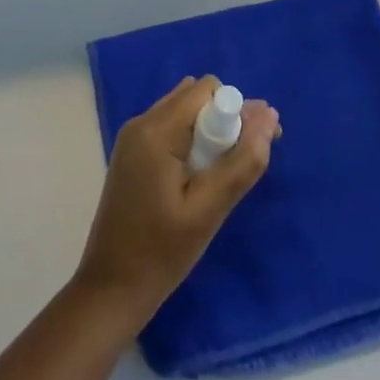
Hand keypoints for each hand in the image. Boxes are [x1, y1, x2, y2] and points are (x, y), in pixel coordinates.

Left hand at [75, 75, 280, 327]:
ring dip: (212, 132)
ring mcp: (133, 138)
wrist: (110, 290)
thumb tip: (268, 115)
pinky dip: (194, 143)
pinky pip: (172, 130)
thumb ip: (241, 162)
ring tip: (225, 175)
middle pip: (196, 97)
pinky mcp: (133, 155)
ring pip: (185, 112)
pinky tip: (202, 179)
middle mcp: (141, 123)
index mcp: (155, 130)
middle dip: (227, 119)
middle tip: (245, 164)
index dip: (238, 110)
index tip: (258, 146)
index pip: (208, 90)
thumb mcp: (208, 210)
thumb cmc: (160, 254)